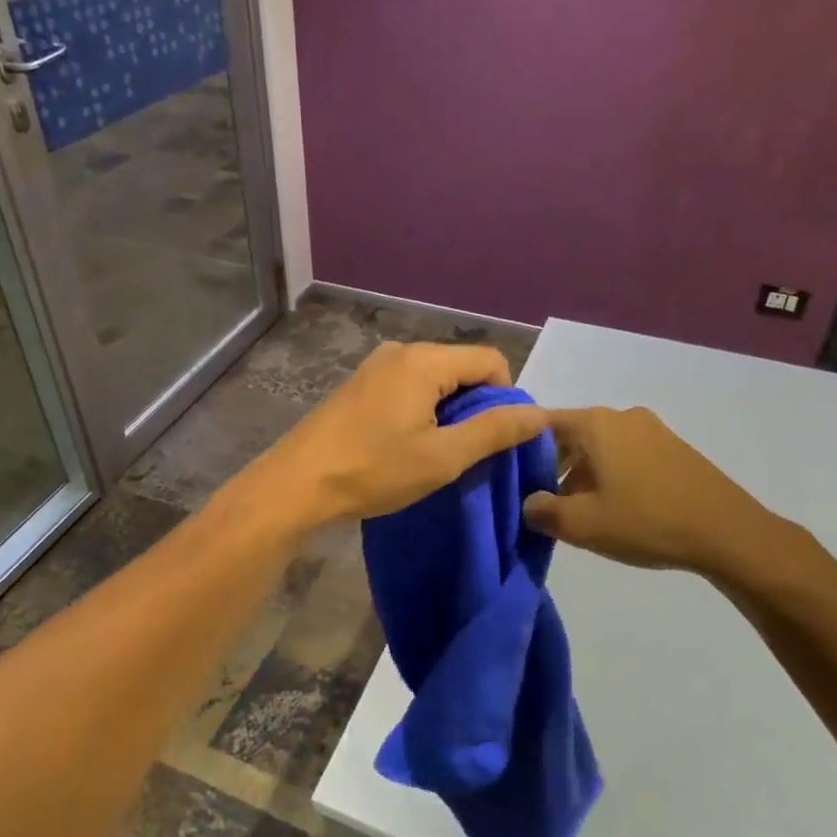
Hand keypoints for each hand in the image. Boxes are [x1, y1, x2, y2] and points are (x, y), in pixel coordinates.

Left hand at [253, 342, 546, 527]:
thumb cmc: (374, 469)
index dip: (506, 396)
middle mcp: (401, 351)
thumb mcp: (443, 456)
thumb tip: (540, 413)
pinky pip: (408, 387)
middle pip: (461, 367)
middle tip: (468, 452)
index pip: (490, 360)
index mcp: (424, 360)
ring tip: (437, 453)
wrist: (297, 484)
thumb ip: (495, 431)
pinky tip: (407, 445)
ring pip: (435, 380)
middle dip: (476, 406)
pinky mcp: (360, 386)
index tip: (496, 439)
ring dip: (448, 412)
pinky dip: (422, 411)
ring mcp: (376, 367)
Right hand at [521, 406, 803, 586]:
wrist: (728, 532)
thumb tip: (530, 503)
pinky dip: (611, 473)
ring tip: (579, 510)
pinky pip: (626, 453)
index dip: (520, 445)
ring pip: (600, 446)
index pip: (542, 422)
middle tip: (543, 500)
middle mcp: (622, 416)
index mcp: (595, 424)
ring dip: (582, 472)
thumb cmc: (647, 521)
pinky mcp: (673, 448)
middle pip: (571, 434)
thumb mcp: (583, 525)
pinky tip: (615, 507)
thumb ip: (544, 511)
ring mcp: (652, 430)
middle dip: (552, 465)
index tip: (509, 473)